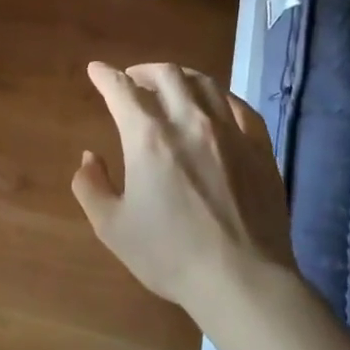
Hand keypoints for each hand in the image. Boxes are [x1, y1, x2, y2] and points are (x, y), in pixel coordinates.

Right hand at [72, 61, 295, 318]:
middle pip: (166, 75)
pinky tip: (215, 106)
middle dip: (143, 70)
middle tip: (133, 79)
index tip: (96, 70)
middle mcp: (189, 121)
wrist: (242, 280)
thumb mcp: (112, 227)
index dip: (105, 75)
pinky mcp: (259, 148)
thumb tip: (89, 158)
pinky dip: (219, 97)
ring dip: (181, 77)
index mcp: (148, 137)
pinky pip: (239, 106)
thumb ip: (91, 186)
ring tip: (171, 85)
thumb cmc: (170, 254)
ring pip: (204, 83)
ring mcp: (230, 132)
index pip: (121, 89)